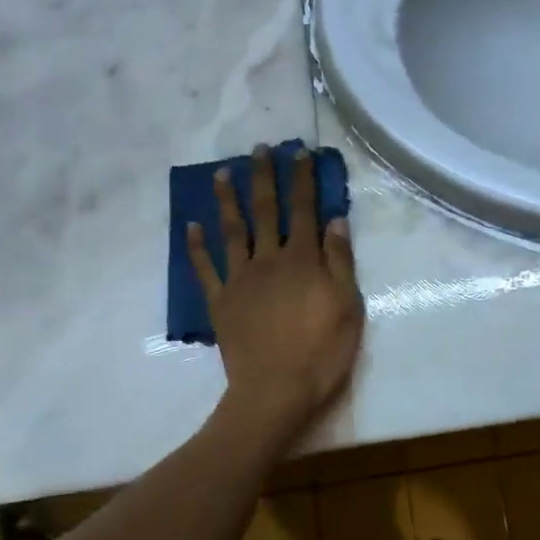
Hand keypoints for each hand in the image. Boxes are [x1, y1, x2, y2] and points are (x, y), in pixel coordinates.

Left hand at [188, 146, 365, 435]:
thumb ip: (340, 262)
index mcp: (302, 260)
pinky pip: (205, 269)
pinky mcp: (220, 302)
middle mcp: (268, 260)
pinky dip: (196, 247)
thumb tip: (335, 220)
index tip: (300, 152)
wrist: (276, 391)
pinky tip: (191, 226)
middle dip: (263, 177)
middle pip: (265, 211)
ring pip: (232, 231)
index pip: (304, 210)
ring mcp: (240, 280)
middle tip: (259, 148)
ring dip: (227, 200)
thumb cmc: (322, 351)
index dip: (302, 179)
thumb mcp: (348, 306)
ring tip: (221, 173)